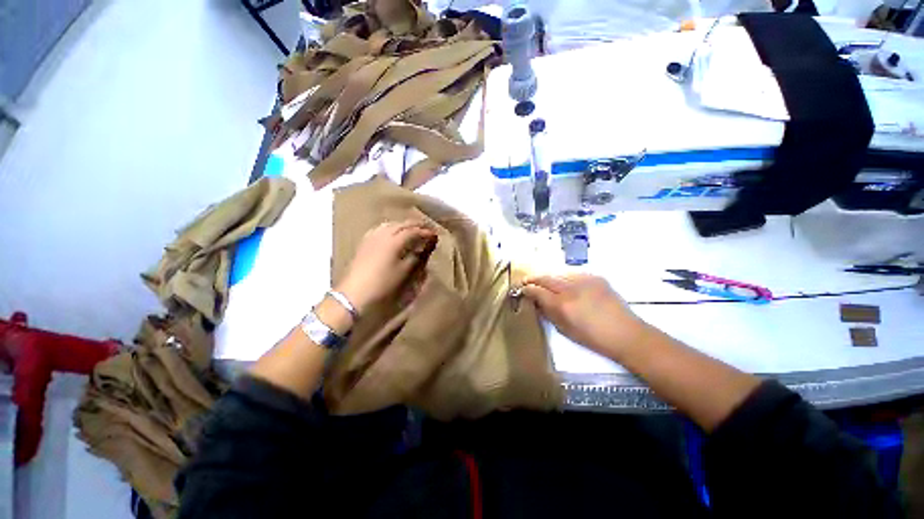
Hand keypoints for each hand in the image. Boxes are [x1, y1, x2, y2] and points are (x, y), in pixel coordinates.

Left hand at [335, 220, 436, 313]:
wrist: (355, 293)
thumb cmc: (383, 284)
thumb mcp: (404, 272)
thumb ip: (416, 256)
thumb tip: (425, 247)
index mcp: (394, 241)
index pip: (413, 231)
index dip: (425, 232)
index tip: (435, 235)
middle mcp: (383, 234)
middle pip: (402, 224)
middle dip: (416, 225)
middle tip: (428, 228)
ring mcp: (372, 236)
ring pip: (391, 224)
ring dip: (404, 224)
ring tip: (413, 229)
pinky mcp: (365, 242)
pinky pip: (381, 228)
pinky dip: (392, 227)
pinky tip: (393, 232)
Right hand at [523, 274, 650, 357]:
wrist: (626, 333)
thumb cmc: (593, 338)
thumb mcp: (564, 329)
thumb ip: (547, 312)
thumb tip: (536, 301)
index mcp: (562, 305)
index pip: (537, 290)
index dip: (527, 288)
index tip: (522, 289)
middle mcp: (571, 288)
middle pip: (545, 277)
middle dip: (533, 278)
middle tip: (526, 281)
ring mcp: (584, 280)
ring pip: (558, 272)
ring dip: (548, 276)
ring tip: (544, 281)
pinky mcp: (595, 277)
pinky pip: (572, 272)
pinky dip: (564, 276)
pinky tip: (563, 282)